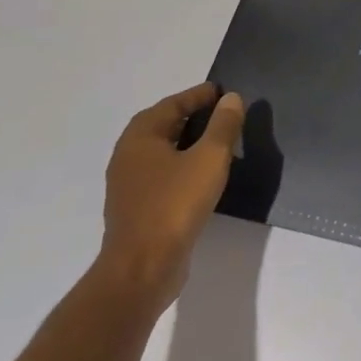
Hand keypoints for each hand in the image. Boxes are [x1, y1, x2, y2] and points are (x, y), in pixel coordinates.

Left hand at [97, 82, 243, 309]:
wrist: (143, 268)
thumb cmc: (175, 204)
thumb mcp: (209, 158)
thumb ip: (223, 126)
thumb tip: (231, 99)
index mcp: (140, 137)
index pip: (173, 104)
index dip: (199, 96)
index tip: (224, 92)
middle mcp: (129, 156)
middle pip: (165, 125)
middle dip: (194, 117)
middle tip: (225, 114)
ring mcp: (130, 185)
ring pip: (165, 152)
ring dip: (190, 143)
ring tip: (221, 142)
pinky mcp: (139, 208)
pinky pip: (165, 175)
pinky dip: (185, 166)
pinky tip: (206, 176)